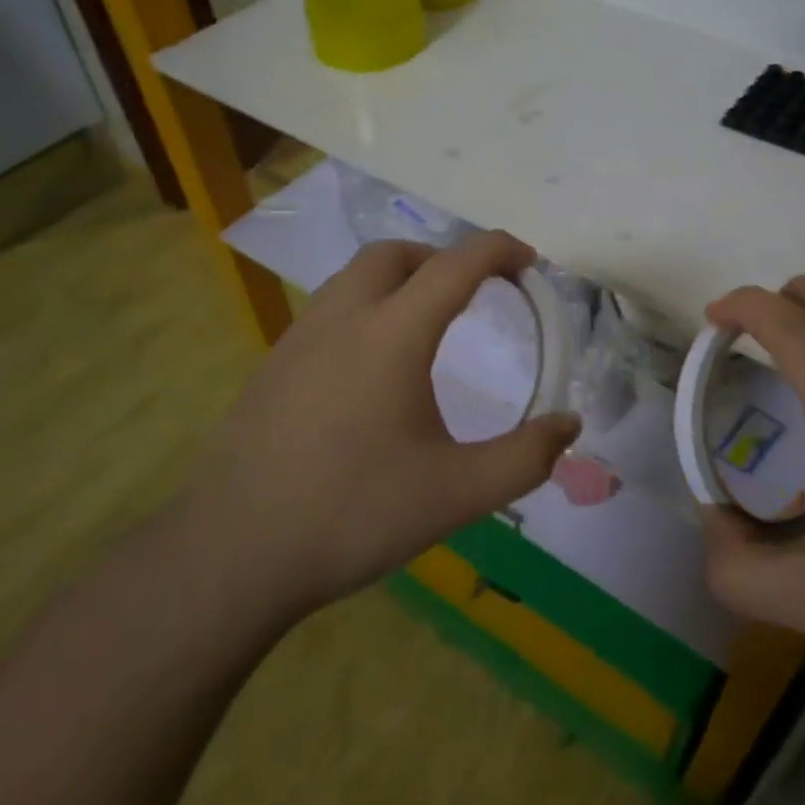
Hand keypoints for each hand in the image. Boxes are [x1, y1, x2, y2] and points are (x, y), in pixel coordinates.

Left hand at [183, 230, 581, 615]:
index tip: (528, 261)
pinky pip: (328, 310)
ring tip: (427, 322)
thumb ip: (525, 458)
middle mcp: (342, 319)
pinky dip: (365, 308)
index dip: (498, 251)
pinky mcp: (272, 366)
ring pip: (353, 278)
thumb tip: (570, 427)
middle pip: (394, 255)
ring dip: (398, 279)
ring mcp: (298, 339)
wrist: (234, 553)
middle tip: (474, 290)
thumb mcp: (456, 494)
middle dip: (442, 258)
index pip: (455, 266)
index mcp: (392, 335)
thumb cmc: (353, 514)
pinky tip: (371, 366)